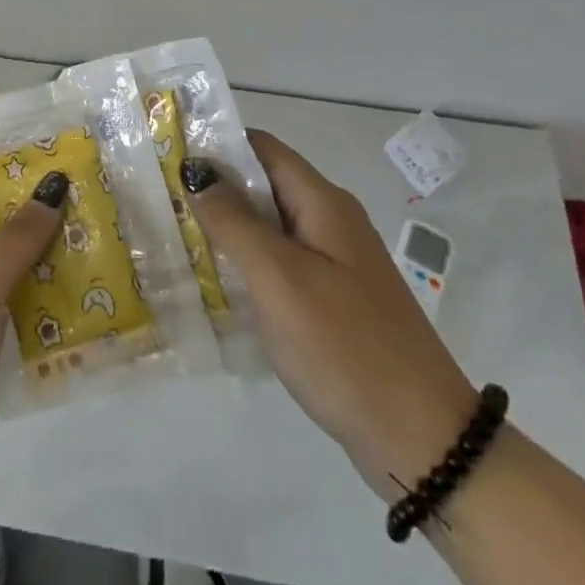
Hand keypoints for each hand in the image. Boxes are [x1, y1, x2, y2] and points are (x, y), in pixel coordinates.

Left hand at [0, 161, 65, 536]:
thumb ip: (16, 236)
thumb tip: (55, 183)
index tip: (38, 129)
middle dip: (34, 197)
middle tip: (90, 175)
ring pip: (12, 263)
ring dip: (50, 249)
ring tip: (105, 223)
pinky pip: (21, 308)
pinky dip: (50, 298)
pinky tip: (95, 290)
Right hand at [183, 131, 476, 499]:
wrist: (423, 441)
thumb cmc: (344, 346)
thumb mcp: (279, 278)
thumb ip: (233, 221)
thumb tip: (195, 170)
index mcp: (323, 203)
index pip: (262, 148)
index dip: (216, 143)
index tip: (169, 153)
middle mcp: (331, 222)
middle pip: (264, 185)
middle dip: (214, 187)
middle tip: (161, 198)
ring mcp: (335, 263)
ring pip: (270, 227)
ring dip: (227, 226)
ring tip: (174, 235)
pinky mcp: (334, 300)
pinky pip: (281, 264)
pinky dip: (247, 263)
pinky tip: (214, 281)